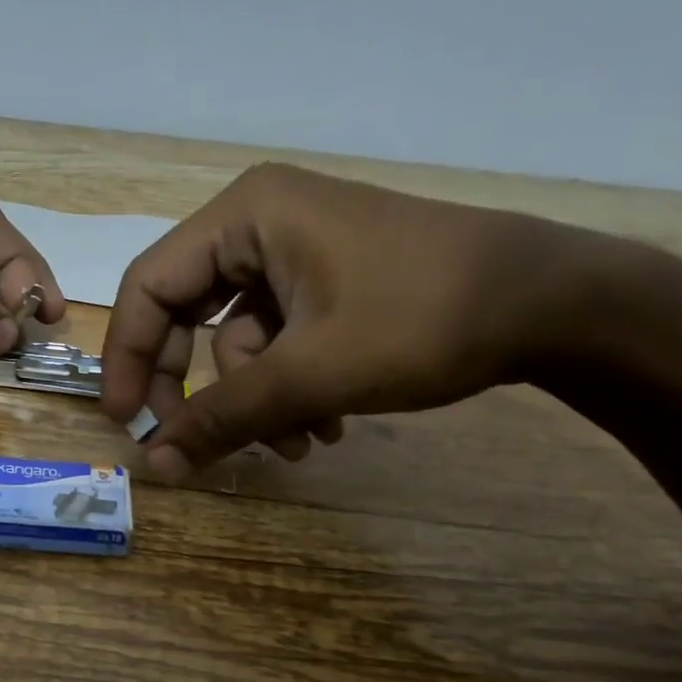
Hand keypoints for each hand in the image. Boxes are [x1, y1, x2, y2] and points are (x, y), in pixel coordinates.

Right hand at [100, 162, 605, 477]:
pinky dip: (290, 388)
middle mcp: (259, 223)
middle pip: (188, 313)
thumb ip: (222, 418)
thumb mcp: (312, 373)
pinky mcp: (325, 280)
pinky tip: (329, 424)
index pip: (149, 287)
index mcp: (244, 215)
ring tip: (304, 444)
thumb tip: (152, 466)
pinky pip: (278, 340)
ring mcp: (295, 251)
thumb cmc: (423, 318)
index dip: (129, 358)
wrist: (555, 303)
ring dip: (259, 400)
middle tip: (198, 445)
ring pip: (237, 339)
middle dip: (202, 389)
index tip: (127, 424)